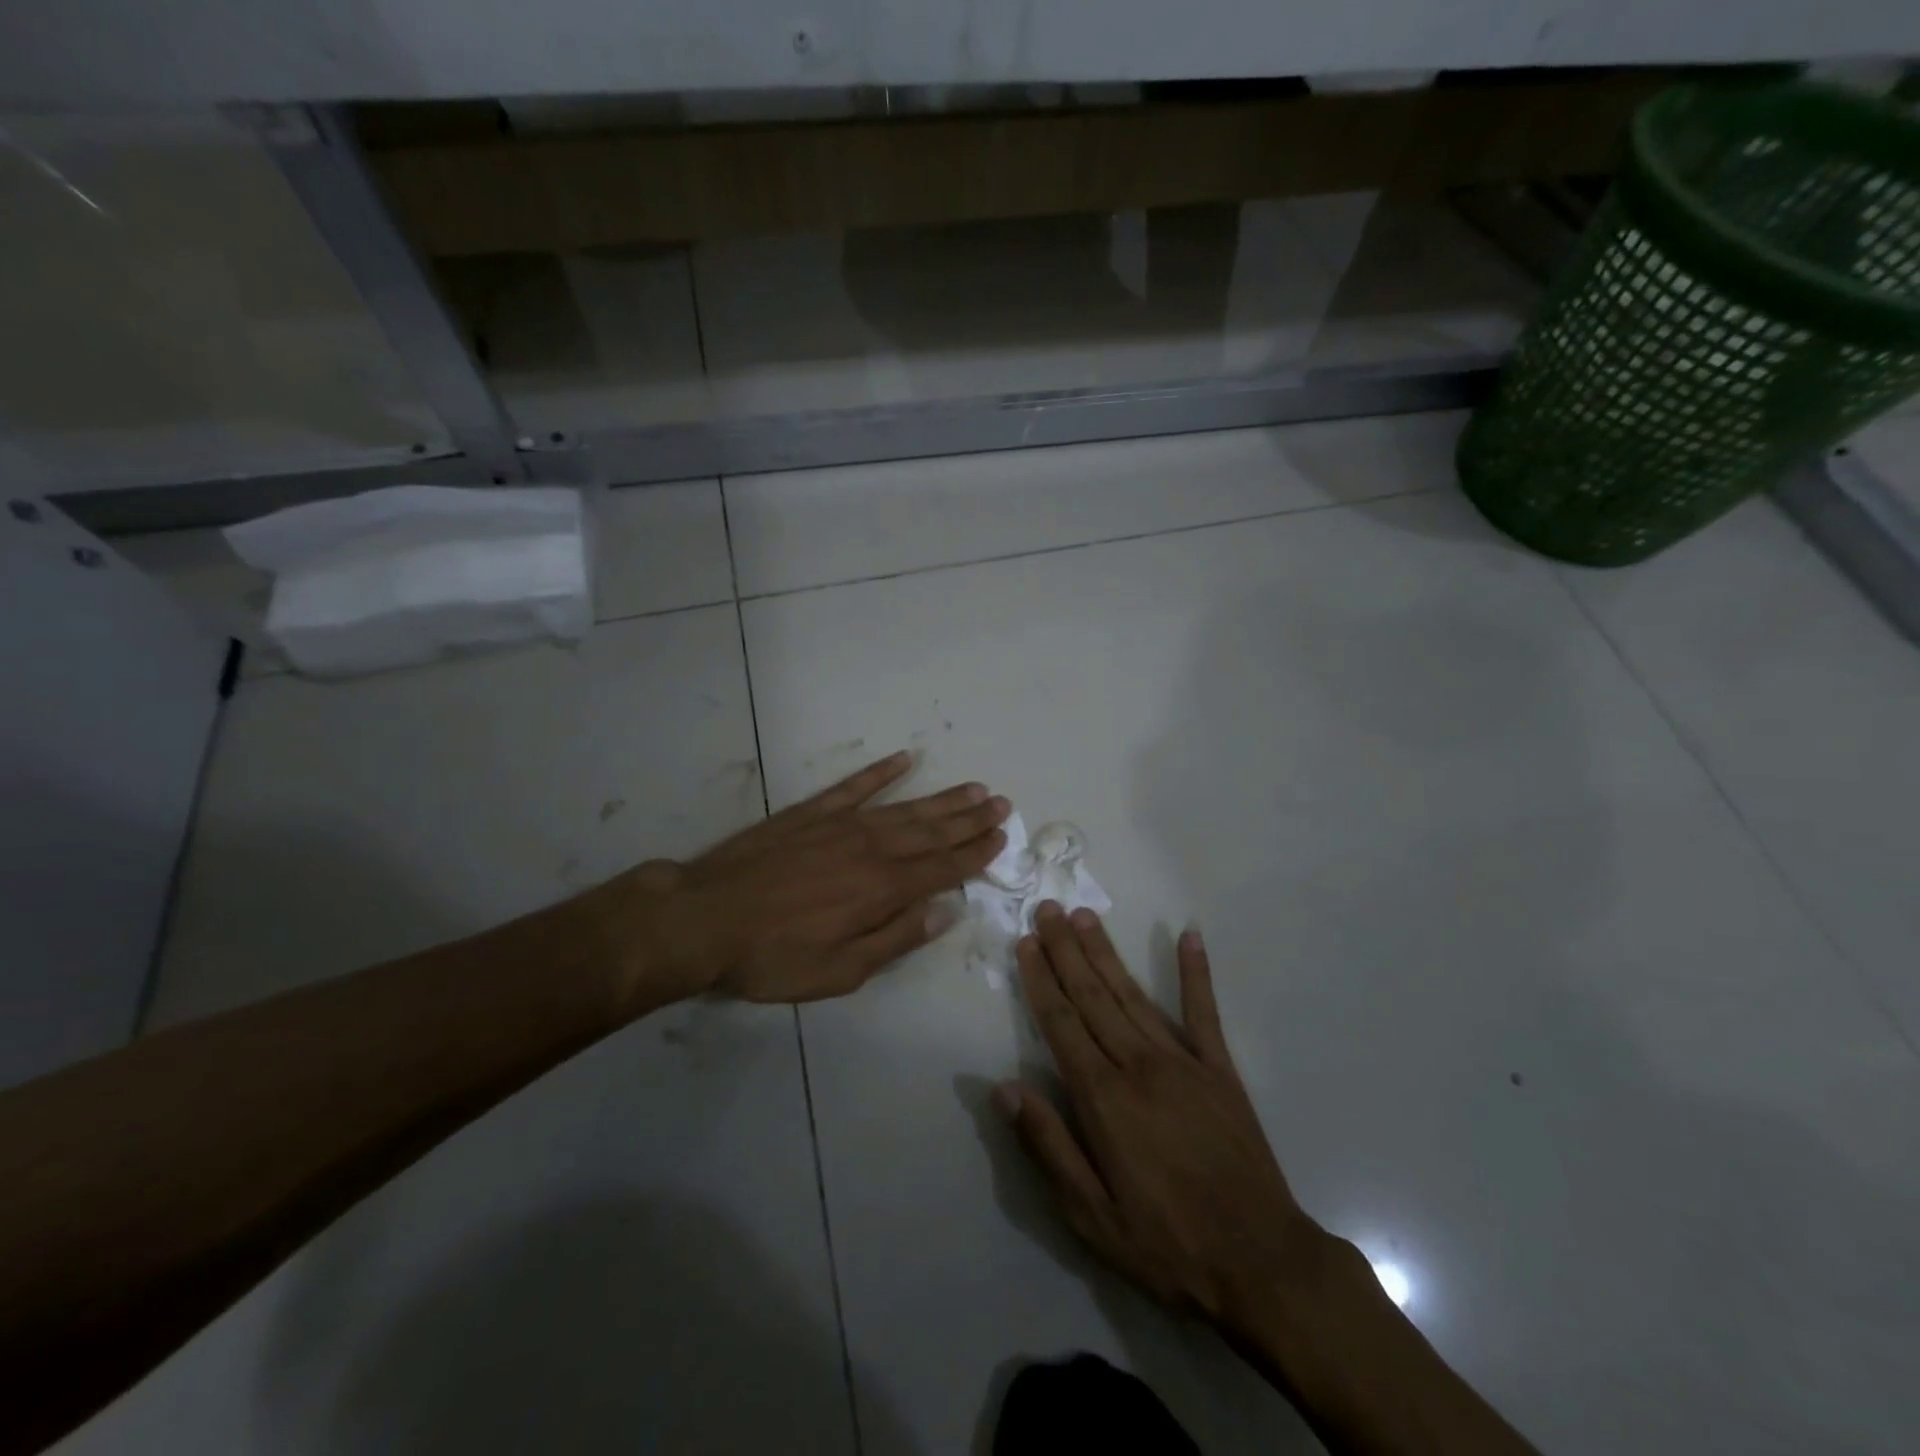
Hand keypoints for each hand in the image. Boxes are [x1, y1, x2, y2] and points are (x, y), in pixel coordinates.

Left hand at [601, 751, 1008, 1004]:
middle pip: (932, 832)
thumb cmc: (773, 956)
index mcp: (882, 889)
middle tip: (1001, 803)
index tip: (1001, 837)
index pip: (942, 867)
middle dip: (970, 819)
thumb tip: (946, 911)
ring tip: (972, 787)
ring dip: (942, 798)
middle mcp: (871, 849)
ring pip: (904, 807)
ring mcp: (840, 824)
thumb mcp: (840, 971)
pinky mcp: (810, 812)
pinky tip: (904, 759)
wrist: (704, 918)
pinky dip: (881, 772)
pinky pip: (854, 785)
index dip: (975, 853)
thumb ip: (896, 938)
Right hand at [996, 904, 1330, 1327]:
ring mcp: (1184, 1062)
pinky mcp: (1221, 1070)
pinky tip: (1190, 936)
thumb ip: (1047, 1145)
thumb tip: (1003, 1087)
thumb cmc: (1165, 1243)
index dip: (1041, 980)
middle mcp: (1139, 1065)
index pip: (1062, 1024)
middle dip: (1066, 950)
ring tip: (1086, 916)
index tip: (1027, 942)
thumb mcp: (1090, 1215)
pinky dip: (1196, 972)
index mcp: (1104, 1098)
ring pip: (1134, 995)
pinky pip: (1205, 1012)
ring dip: (1107, 953)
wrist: (1261, 1264)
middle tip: (1048, 908)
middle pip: (1093, 996)